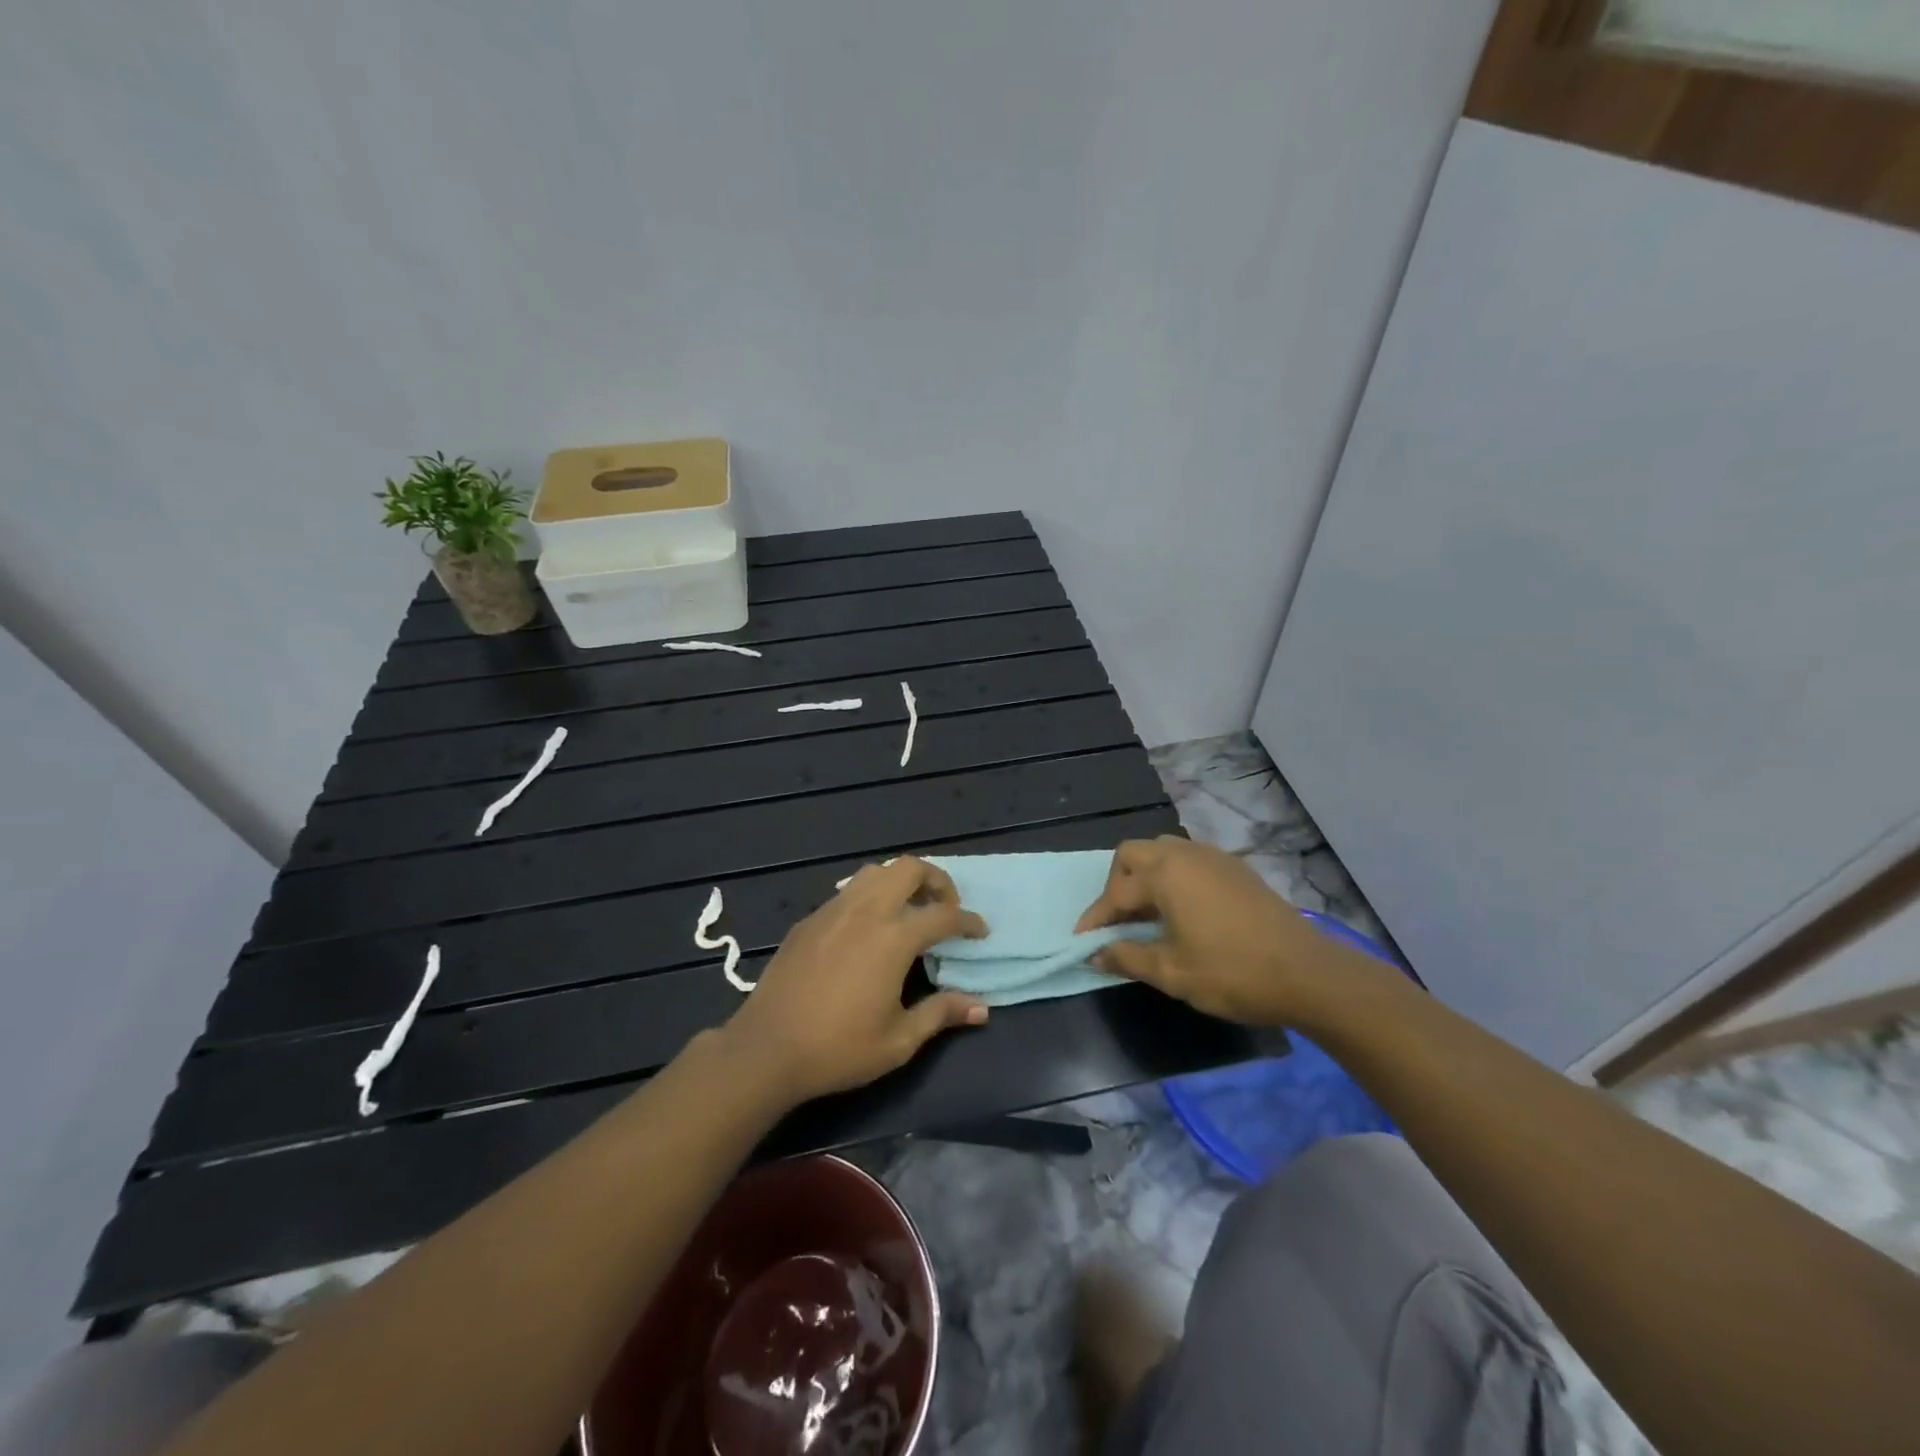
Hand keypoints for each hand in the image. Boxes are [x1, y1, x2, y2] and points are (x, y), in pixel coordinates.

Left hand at [721, 856, 989, 1104]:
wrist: (767, 1049)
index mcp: (893, 938)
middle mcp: (866, 912)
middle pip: (908, 868)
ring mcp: (833, 911)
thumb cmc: (838, 1049)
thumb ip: (941, 1014)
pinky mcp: (809, 920)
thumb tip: (981, 1007)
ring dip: (899, 881)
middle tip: (945, 907)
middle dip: (936, 880)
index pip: (943, 915)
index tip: (979, 931)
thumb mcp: (899, 1041)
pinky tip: (867, 928)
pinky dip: (869, 896)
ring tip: (908, 910)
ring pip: (874, 872)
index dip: (968, 921)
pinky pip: (847, 891)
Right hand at [1076, 836, 1354, 1026]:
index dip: (1095, 919)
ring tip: (1146, 916)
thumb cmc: (1232, 972)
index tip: (1082, 942)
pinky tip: (1181, 911)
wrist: (1307, 974)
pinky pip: (1188, 861)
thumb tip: (1096, 954)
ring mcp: (1213, 857)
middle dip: (1116, 885)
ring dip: (1145, 877)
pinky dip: (1171, 878)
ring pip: (1162, 852)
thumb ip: (1127, 957)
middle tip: (1117, 921)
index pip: (1115, 893)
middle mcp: (1185, 854)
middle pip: (1133, 855)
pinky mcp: (1235, 868)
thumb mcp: (1172, 972)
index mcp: (1165, 874)